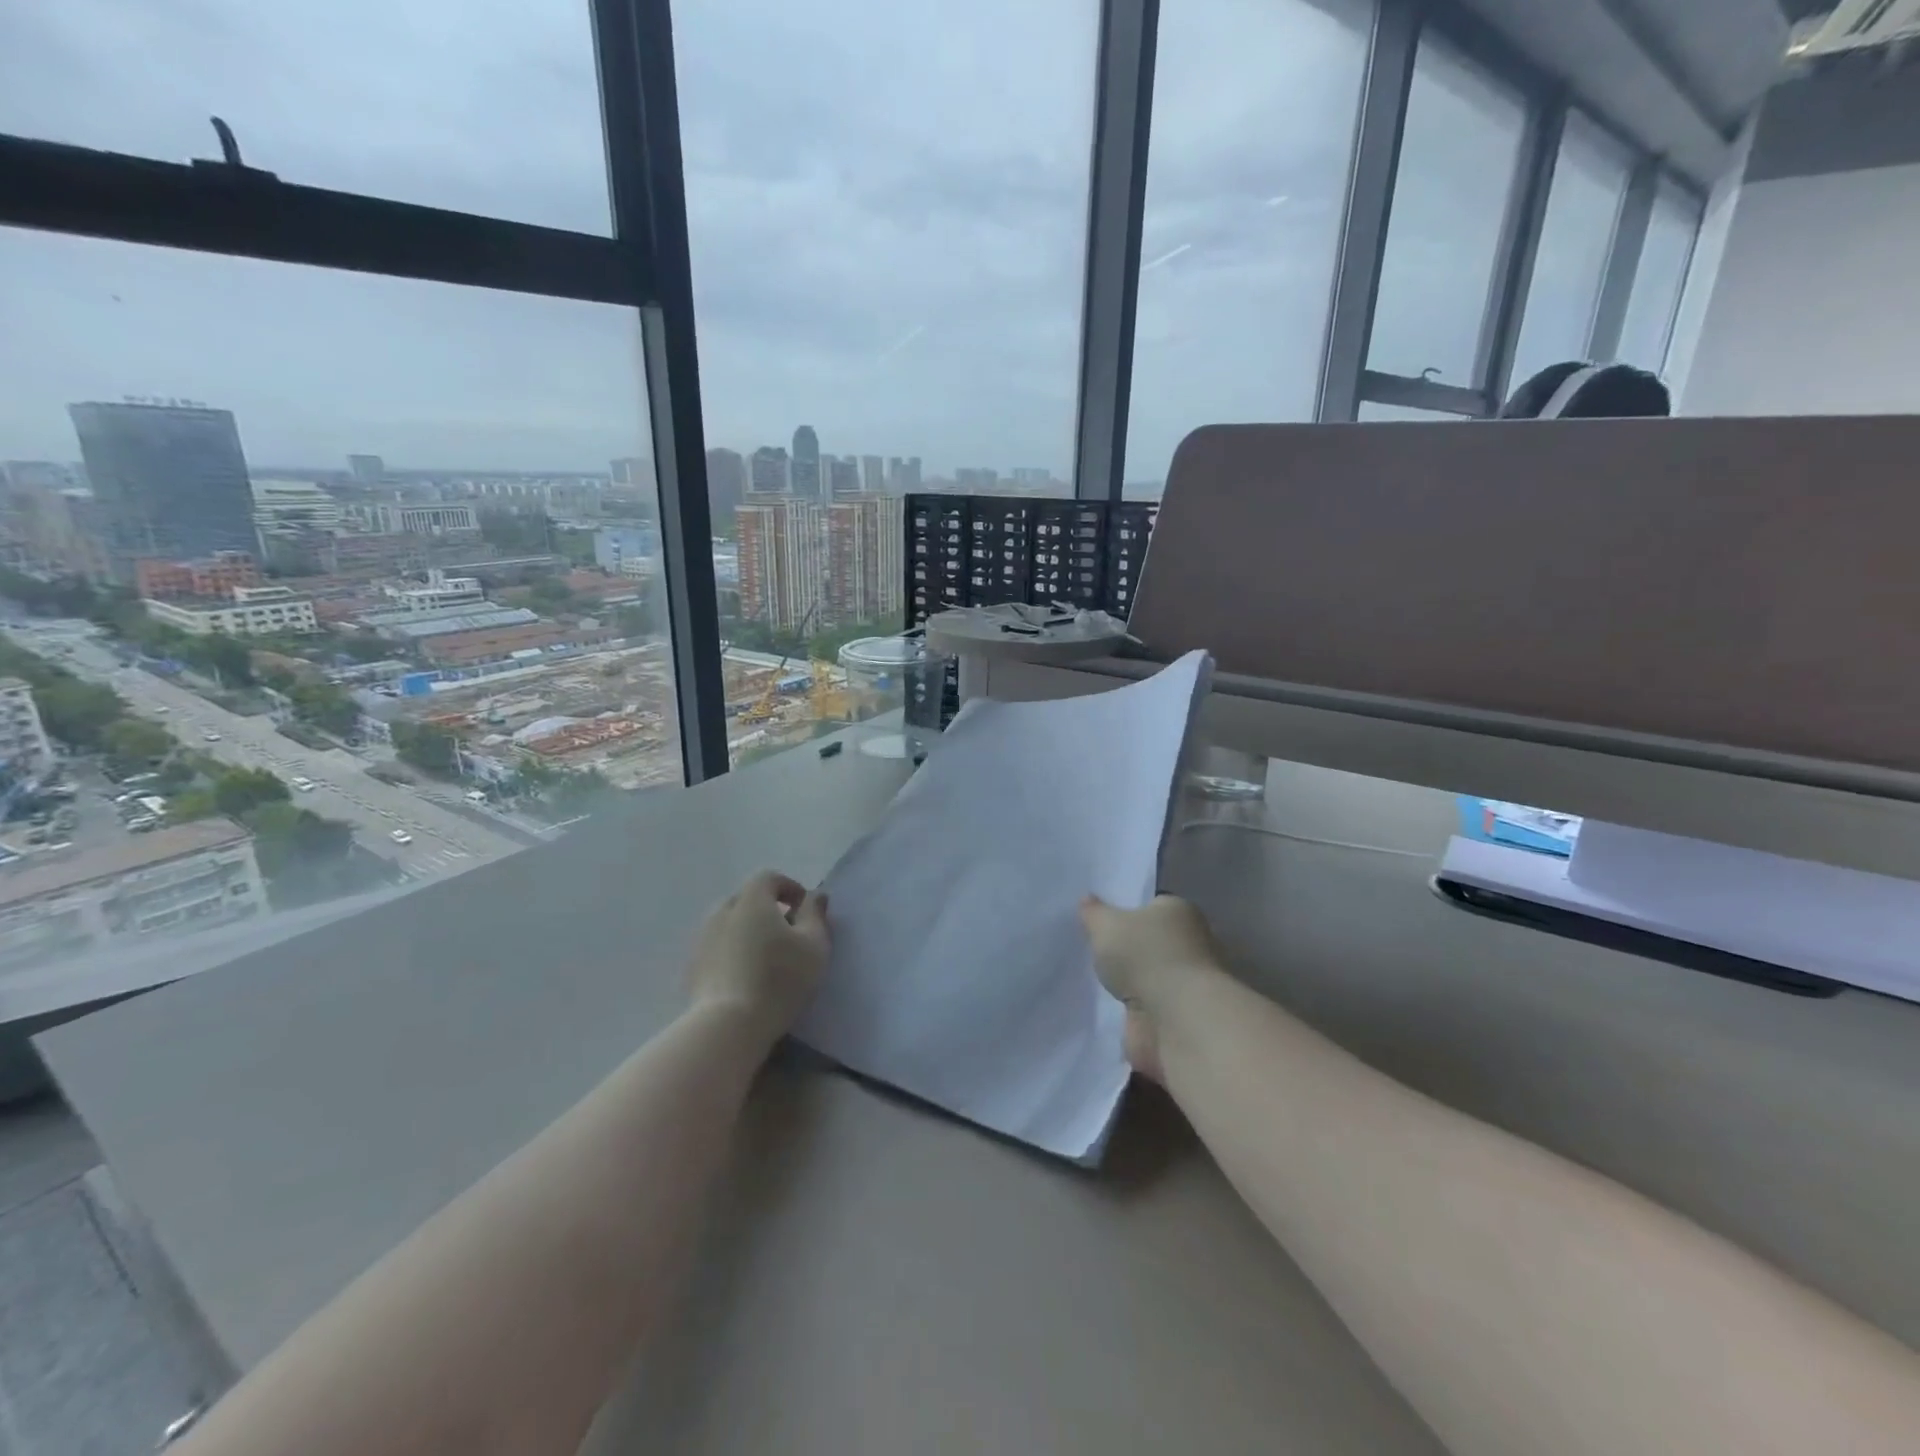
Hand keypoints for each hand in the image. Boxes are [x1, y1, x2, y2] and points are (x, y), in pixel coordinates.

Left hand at [687, 871, 830, 1044]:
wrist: (727, 1026)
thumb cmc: (779, 979)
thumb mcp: (814, 945)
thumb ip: (815, 915)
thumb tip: (815, 895)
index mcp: (752, 900)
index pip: (769, 878)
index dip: (789, 888)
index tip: (804, 910)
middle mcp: (722, 911)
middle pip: (747, 899)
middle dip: (768, 910)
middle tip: (788, 935)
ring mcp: (702, 940)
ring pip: (730, 924)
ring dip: (749, 932)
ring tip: (767, 958)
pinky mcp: (692, 968)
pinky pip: (718, 948)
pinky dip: (733, 953)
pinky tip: (746, 978)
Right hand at [1080, 894, 1222, 1083]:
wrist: (1178, 1020)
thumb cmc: (1146, 956)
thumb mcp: (1107, 925)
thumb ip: (1094, 913)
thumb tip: (1087, 899)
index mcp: (1179, 912)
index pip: (1151, 906)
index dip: (1127, 913)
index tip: (1103, 924)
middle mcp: (1191, 942)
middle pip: (1152, 941)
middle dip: (1130, 949)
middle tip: (1096, 953)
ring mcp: (1188, 982)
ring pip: (1151, 976)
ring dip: (1132, 982)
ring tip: (1097, 983)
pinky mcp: (1182, 1016)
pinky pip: (1150, 1006)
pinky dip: (1136, 1009)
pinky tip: (1111, 1009)